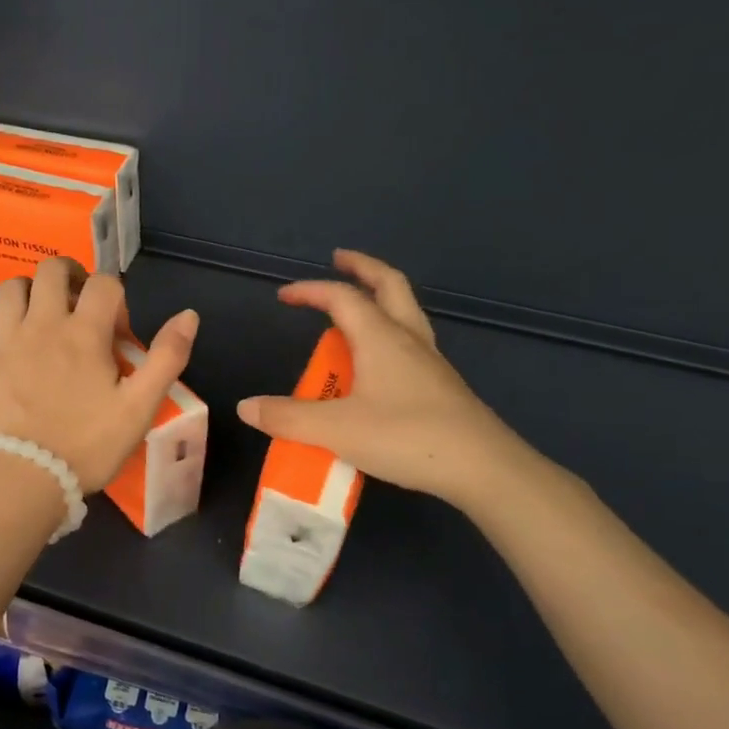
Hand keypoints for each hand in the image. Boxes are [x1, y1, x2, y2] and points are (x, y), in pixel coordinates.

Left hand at [0, 258, 199, 492]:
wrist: (23, 479)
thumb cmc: (86, 445)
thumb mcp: (140, 407)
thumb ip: (167, 358)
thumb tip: (188, 315)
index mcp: (84, 332)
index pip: (104, 283)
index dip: (115, 297)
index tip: (116, 332)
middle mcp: (42, 323)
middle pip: (51, 270)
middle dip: (69, 276)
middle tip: (76, 305)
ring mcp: (3, 340)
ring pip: (9, 290)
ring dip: (26, 295)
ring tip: (37, 319)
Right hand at [235, 250, 531, 506]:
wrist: (482, 468)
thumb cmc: (406, 437)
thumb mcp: (336, 430)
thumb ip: (288, 417)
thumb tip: (246, 407)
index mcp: (381, 337)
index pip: (341, 297)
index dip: (310, 291)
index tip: (284, 296)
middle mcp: (408, 339)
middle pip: (389, 284)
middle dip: (362, 267)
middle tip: (340, 259)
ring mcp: (430, 361)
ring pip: (405, 311)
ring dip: (379, 297)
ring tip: (355, 307)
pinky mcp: (441, 385)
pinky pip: (410, 341)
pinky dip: (389, 332)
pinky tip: (378, 361)